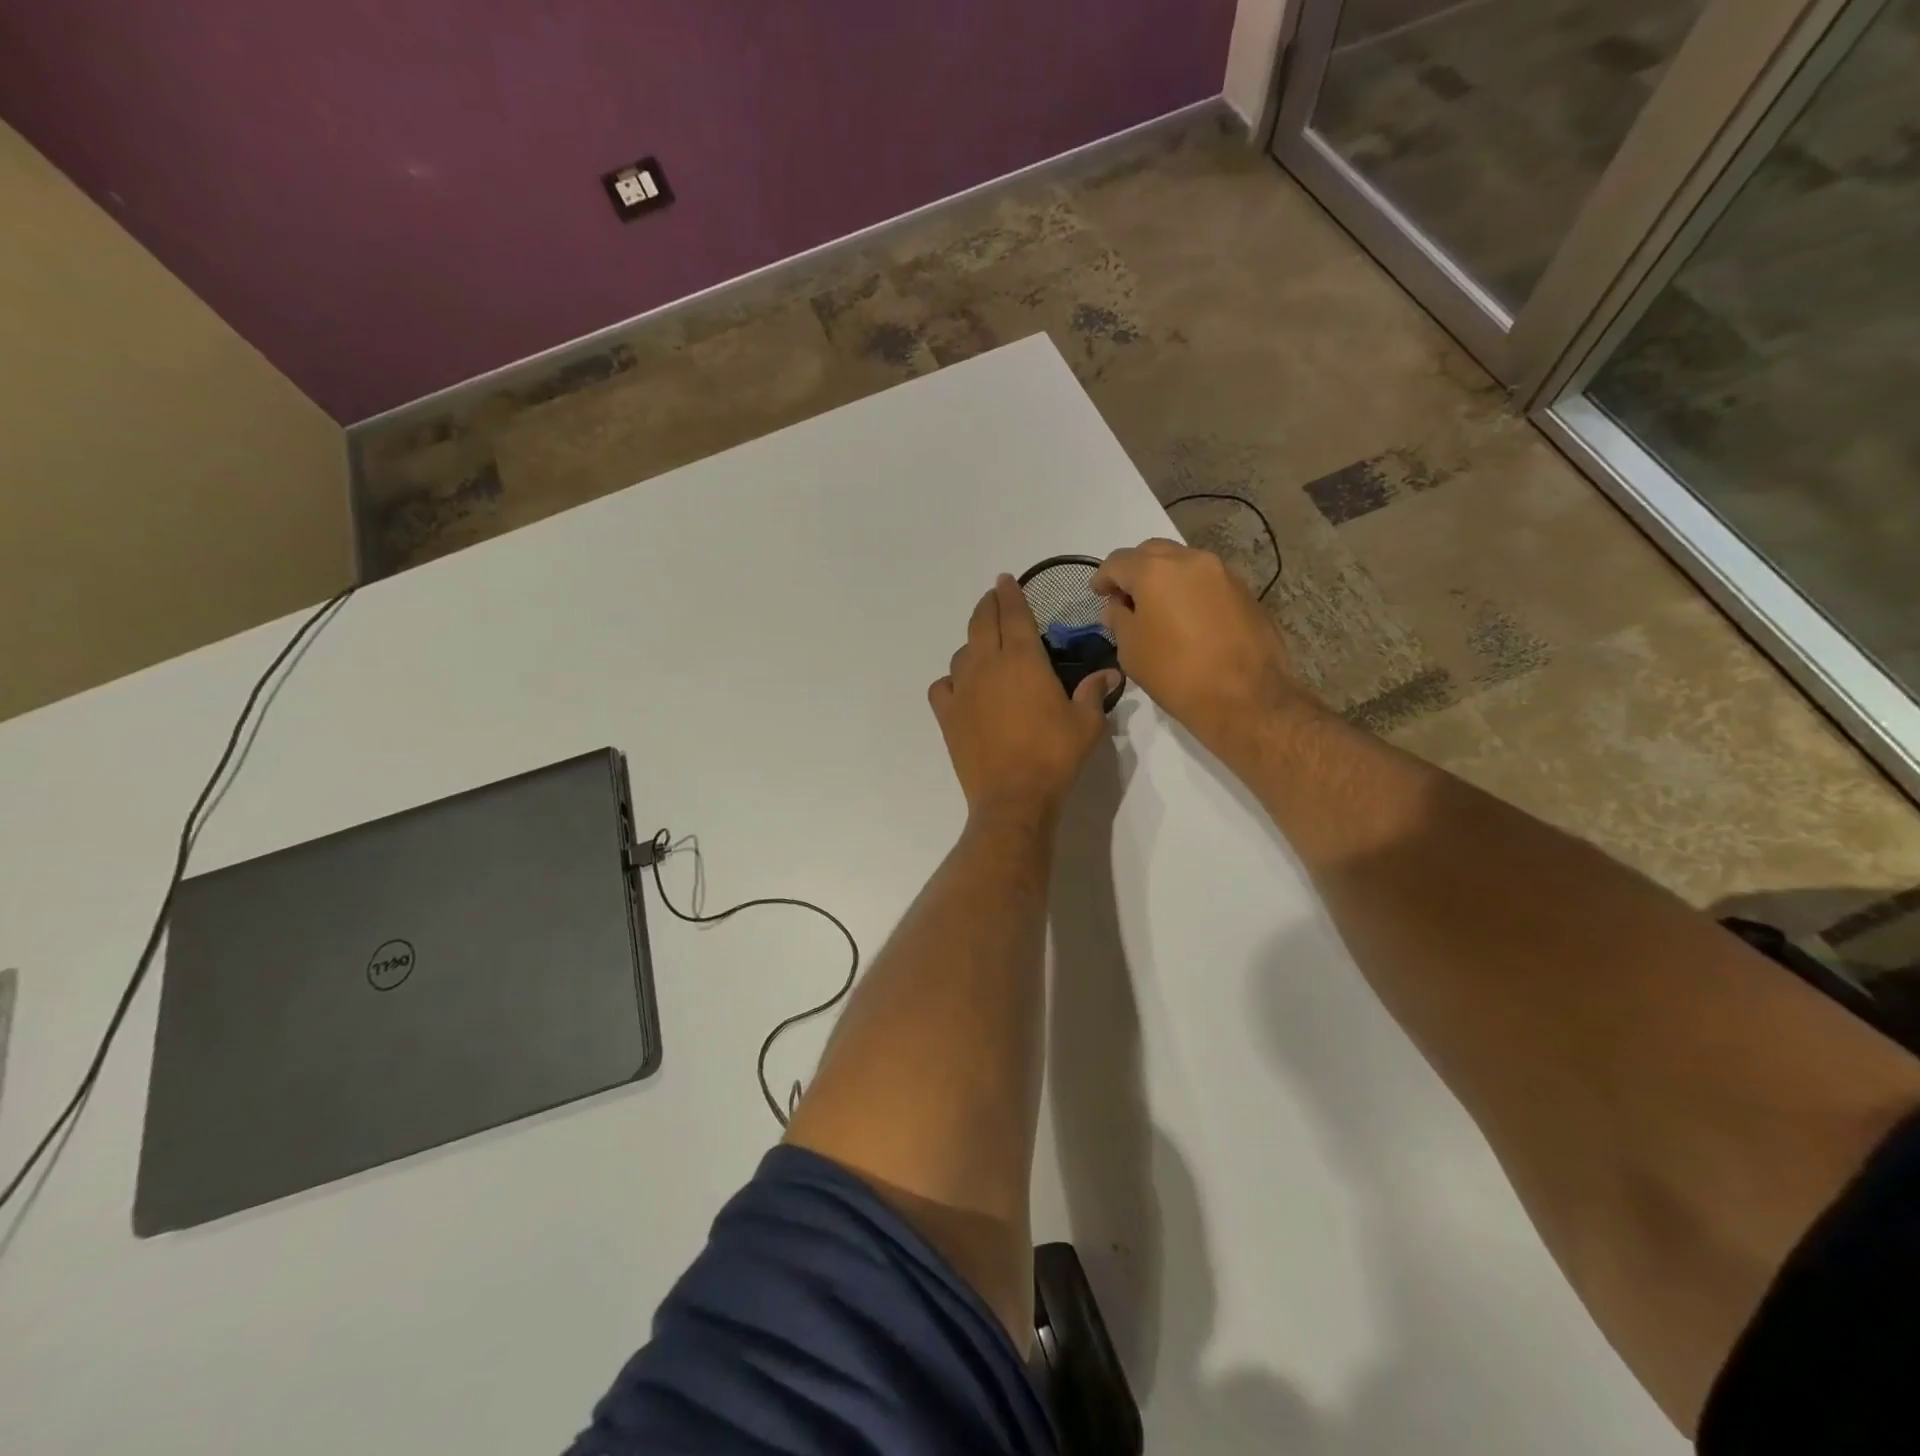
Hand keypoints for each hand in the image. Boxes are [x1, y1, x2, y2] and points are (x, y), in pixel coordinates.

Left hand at [928, 576, 1120, 825]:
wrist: (1012, 797)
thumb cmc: (1054, 756)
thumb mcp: (1086, 723)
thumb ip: (1094, 692)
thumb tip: (1109, 673)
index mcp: (1023, 659)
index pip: (1013, 614)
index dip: (1010, 594)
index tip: (1006, 580)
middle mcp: (987, 665)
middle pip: (981, 623)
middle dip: (988, 605)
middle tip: (994, 598)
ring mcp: (962, 689)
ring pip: (962, 653)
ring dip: (972, 643)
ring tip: (983, 647)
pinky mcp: (947, 715)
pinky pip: (942, 686)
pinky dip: (951, 680)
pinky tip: (961, 688)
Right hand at [1092, 539, 1310, 756]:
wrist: (1246, 697)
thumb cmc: (1176, 673)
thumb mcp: (1131, 651)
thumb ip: (1119, 620)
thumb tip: (1118, 607)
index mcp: (1155, 571)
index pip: (1118, 562)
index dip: (1103, 578)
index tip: (1098, 594)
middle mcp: (1190, 560)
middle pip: (1152, 552)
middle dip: (1134, 571)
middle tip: (1126, 598)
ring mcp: (1222, 573)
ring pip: (1183, 563)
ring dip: (1164, 578)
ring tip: (1157, 608)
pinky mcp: (1244, 591)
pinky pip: (1206, 581)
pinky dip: (1189, 591)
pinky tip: (1186, 618)